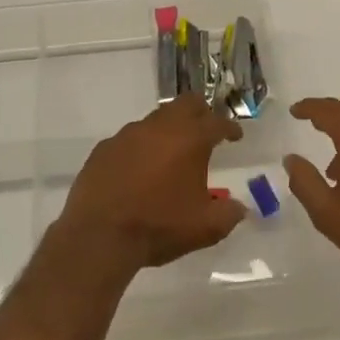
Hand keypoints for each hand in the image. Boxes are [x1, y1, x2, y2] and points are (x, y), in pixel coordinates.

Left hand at [56, 95, 247, 279]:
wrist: (99, 236)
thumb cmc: (158, 227)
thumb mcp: (205, 228)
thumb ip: (228, 214)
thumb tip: (239, 208)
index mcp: (190, 139)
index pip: (217, 122)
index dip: (230, 128)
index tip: (236, 136)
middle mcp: (160, 127)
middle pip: (186, 103)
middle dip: (201, 112)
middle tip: (206, 130)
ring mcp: (128, 134)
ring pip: (156, 118)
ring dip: (169, 129)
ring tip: (172, 152)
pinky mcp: (105, 147)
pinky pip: (130, 138)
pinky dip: (141, 147)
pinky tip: (139, 168)